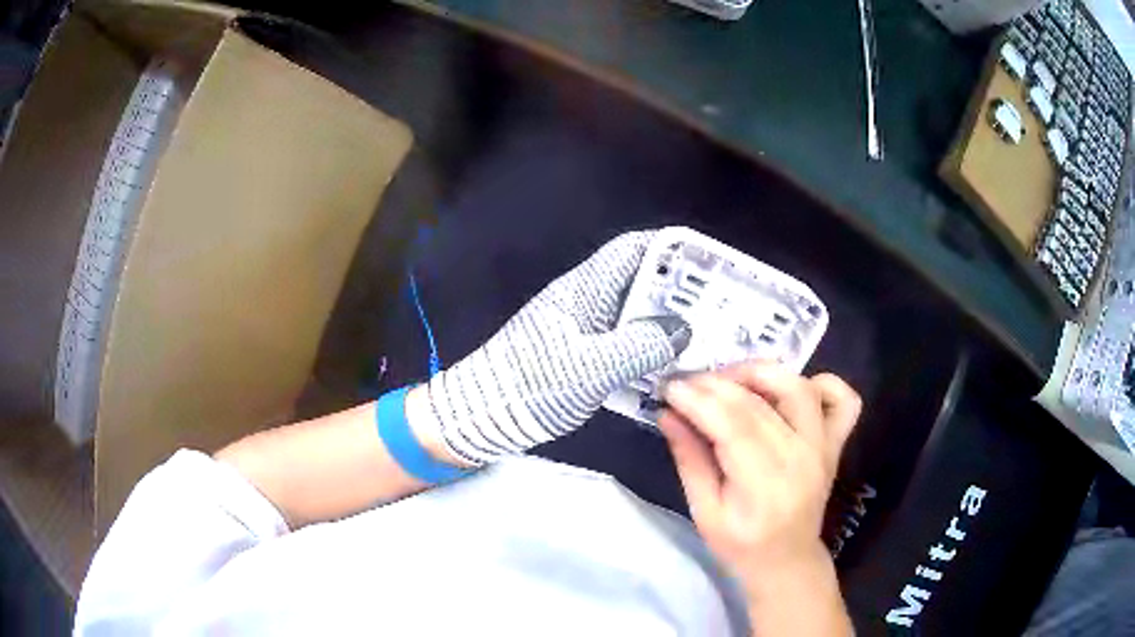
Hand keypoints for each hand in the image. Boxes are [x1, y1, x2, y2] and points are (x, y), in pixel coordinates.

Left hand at [415, 231, 689, 465]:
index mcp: (585, 290)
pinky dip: (647, 348)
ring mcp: (582, 328)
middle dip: (678, 291)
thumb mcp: (591, 367)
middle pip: (639, 281)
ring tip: (705, 336)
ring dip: (665, 322)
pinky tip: (669, 366)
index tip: (707, 265)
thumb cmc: (532, 385)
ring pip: (633, 313)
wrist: (484, 414)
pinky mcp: (579, 354)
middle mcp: (585, 301)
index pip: (632, 251)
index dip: (670, 251)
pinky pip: (623, 341)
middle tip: (718, 308)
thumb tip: (683, 329)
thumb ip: (640, 346)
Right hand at [658, 363, 859, 611]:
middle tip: (687, 383)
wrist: (787, 560)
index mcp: (764, 485)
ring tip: (729, 379)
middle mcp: (800, 458)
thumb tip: (668, 414)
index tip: (669, 388)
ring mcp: (823, 447)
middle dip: (715, 384)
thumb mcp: (704, 513)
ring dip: (760, 373)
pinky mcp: (835, 442)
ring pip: (798, 388)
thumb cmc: (741, 545)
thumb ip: (689, 461)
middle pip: (758, 403)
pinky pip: (842, 399)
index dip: (698, 400)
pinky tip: (789, 388)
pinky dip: (822, 382)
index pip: (731, 426)